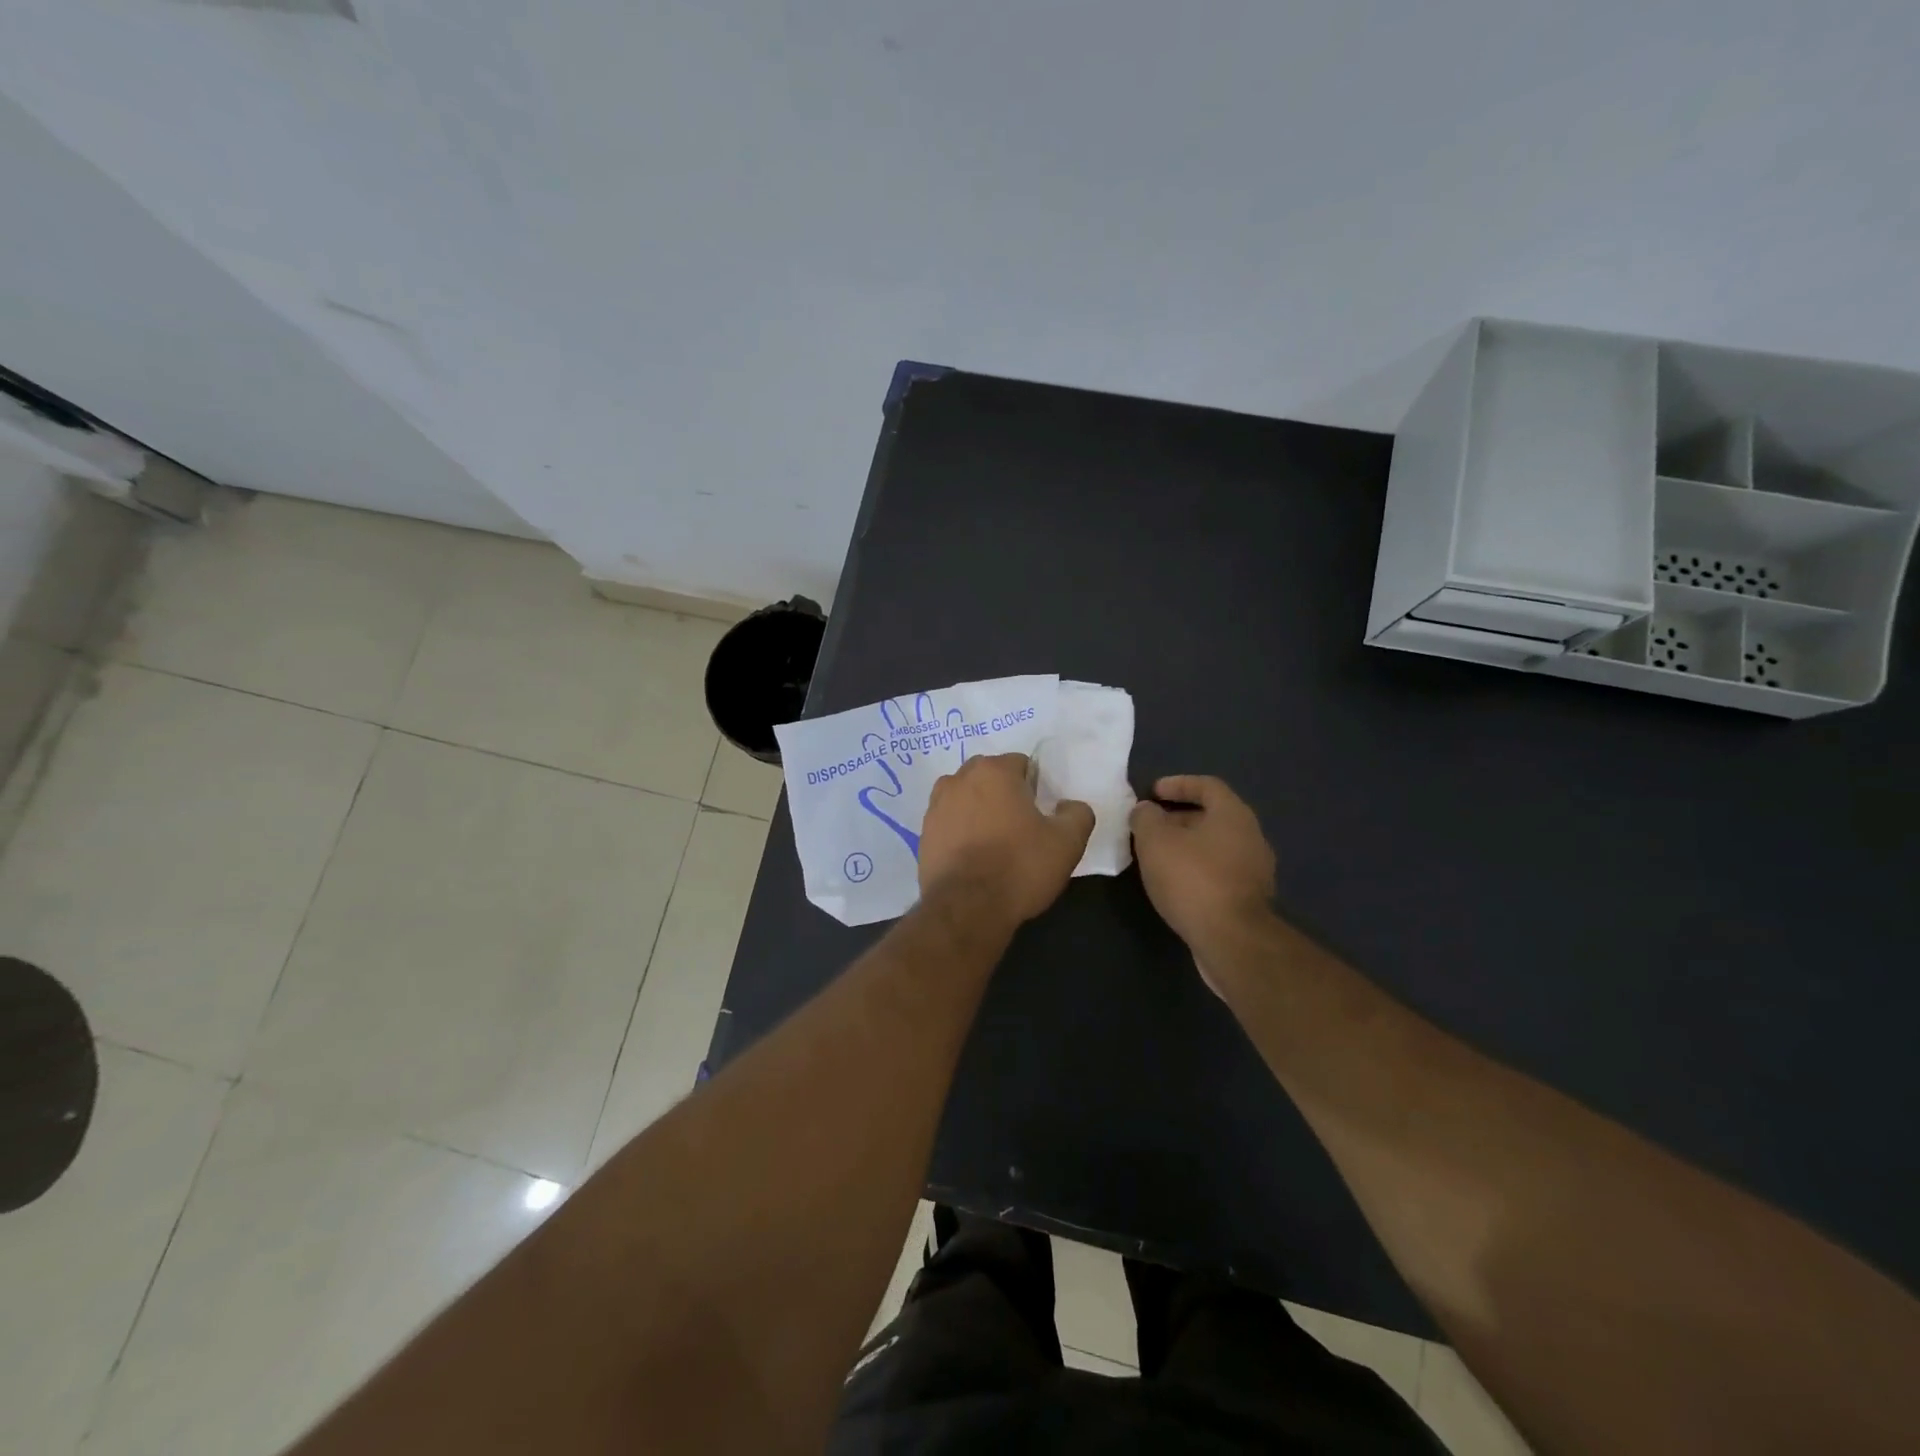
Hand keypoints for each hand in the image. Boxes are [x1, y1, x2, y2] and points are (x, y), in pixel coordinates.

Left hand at [919, 754, 1093, 923]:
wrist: (967, 908)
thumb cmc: (1020, 867)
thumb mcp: (1067, 842)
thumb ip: (1077, 814)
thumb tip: (1069, 806)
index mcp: (994, 771)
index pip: (1021, 764)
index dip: (1035, 788)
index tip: (1041, 815)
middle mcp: (959, 779)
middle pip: (988, 777)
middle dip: (1003, 794)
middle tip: (1020, 827)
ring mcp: (936, 806)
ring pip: (965, 798)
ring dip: (978, 810)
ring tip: (994, 842)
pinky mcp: (923, 834)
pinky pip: (948, 823)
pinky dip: (960, 832)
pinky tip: (973, 857)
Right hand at [1129, 776, 1275, 960]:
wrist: (1232, 941)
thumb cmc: (1192, 880)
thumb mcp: (1155, 841)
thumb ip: (1146, 818)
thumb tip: (1146, 811)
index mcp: (1233, 815)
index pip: (1207, 785)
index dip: (1178, 784)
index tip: (1152, 792)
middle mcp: (1251, 837)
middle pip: (1212, 816)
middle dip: (1178, 817)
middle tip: (1149, 826)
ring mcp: (1254, 870)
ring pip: (1215, 846)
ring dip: (1186, 845)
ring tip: (1156, 855)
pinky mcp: (1249, 899)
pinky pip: (1219, 871)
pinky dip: (1196, 869)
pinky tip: (1174, 882)